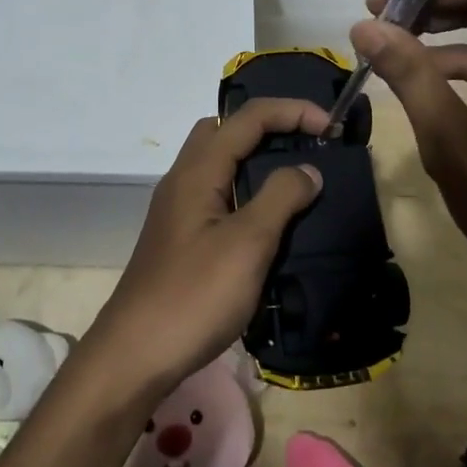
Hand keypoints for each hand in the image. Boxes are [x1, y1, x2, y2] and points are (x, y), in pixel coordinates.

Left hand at [86, 97, 326, 395]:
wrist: (135, 355)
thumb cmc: (194, 295)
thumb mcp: (247, 244)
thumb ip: (280, 198)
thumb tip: (307, 169)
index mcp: (198, 170)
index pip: (248, 117)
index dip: (292, 111)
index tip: (331, 126)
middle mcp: (184, 179)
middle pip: (225, 129)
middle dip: (268, 126)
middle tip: (305, 145)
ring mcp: (178, 209)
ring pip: (219, 162)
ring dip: (256, 159)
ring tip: (294, 180)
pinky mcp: (181, 237)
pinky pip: (217, 193)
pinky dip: (245, 190)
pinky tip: (267, 221)